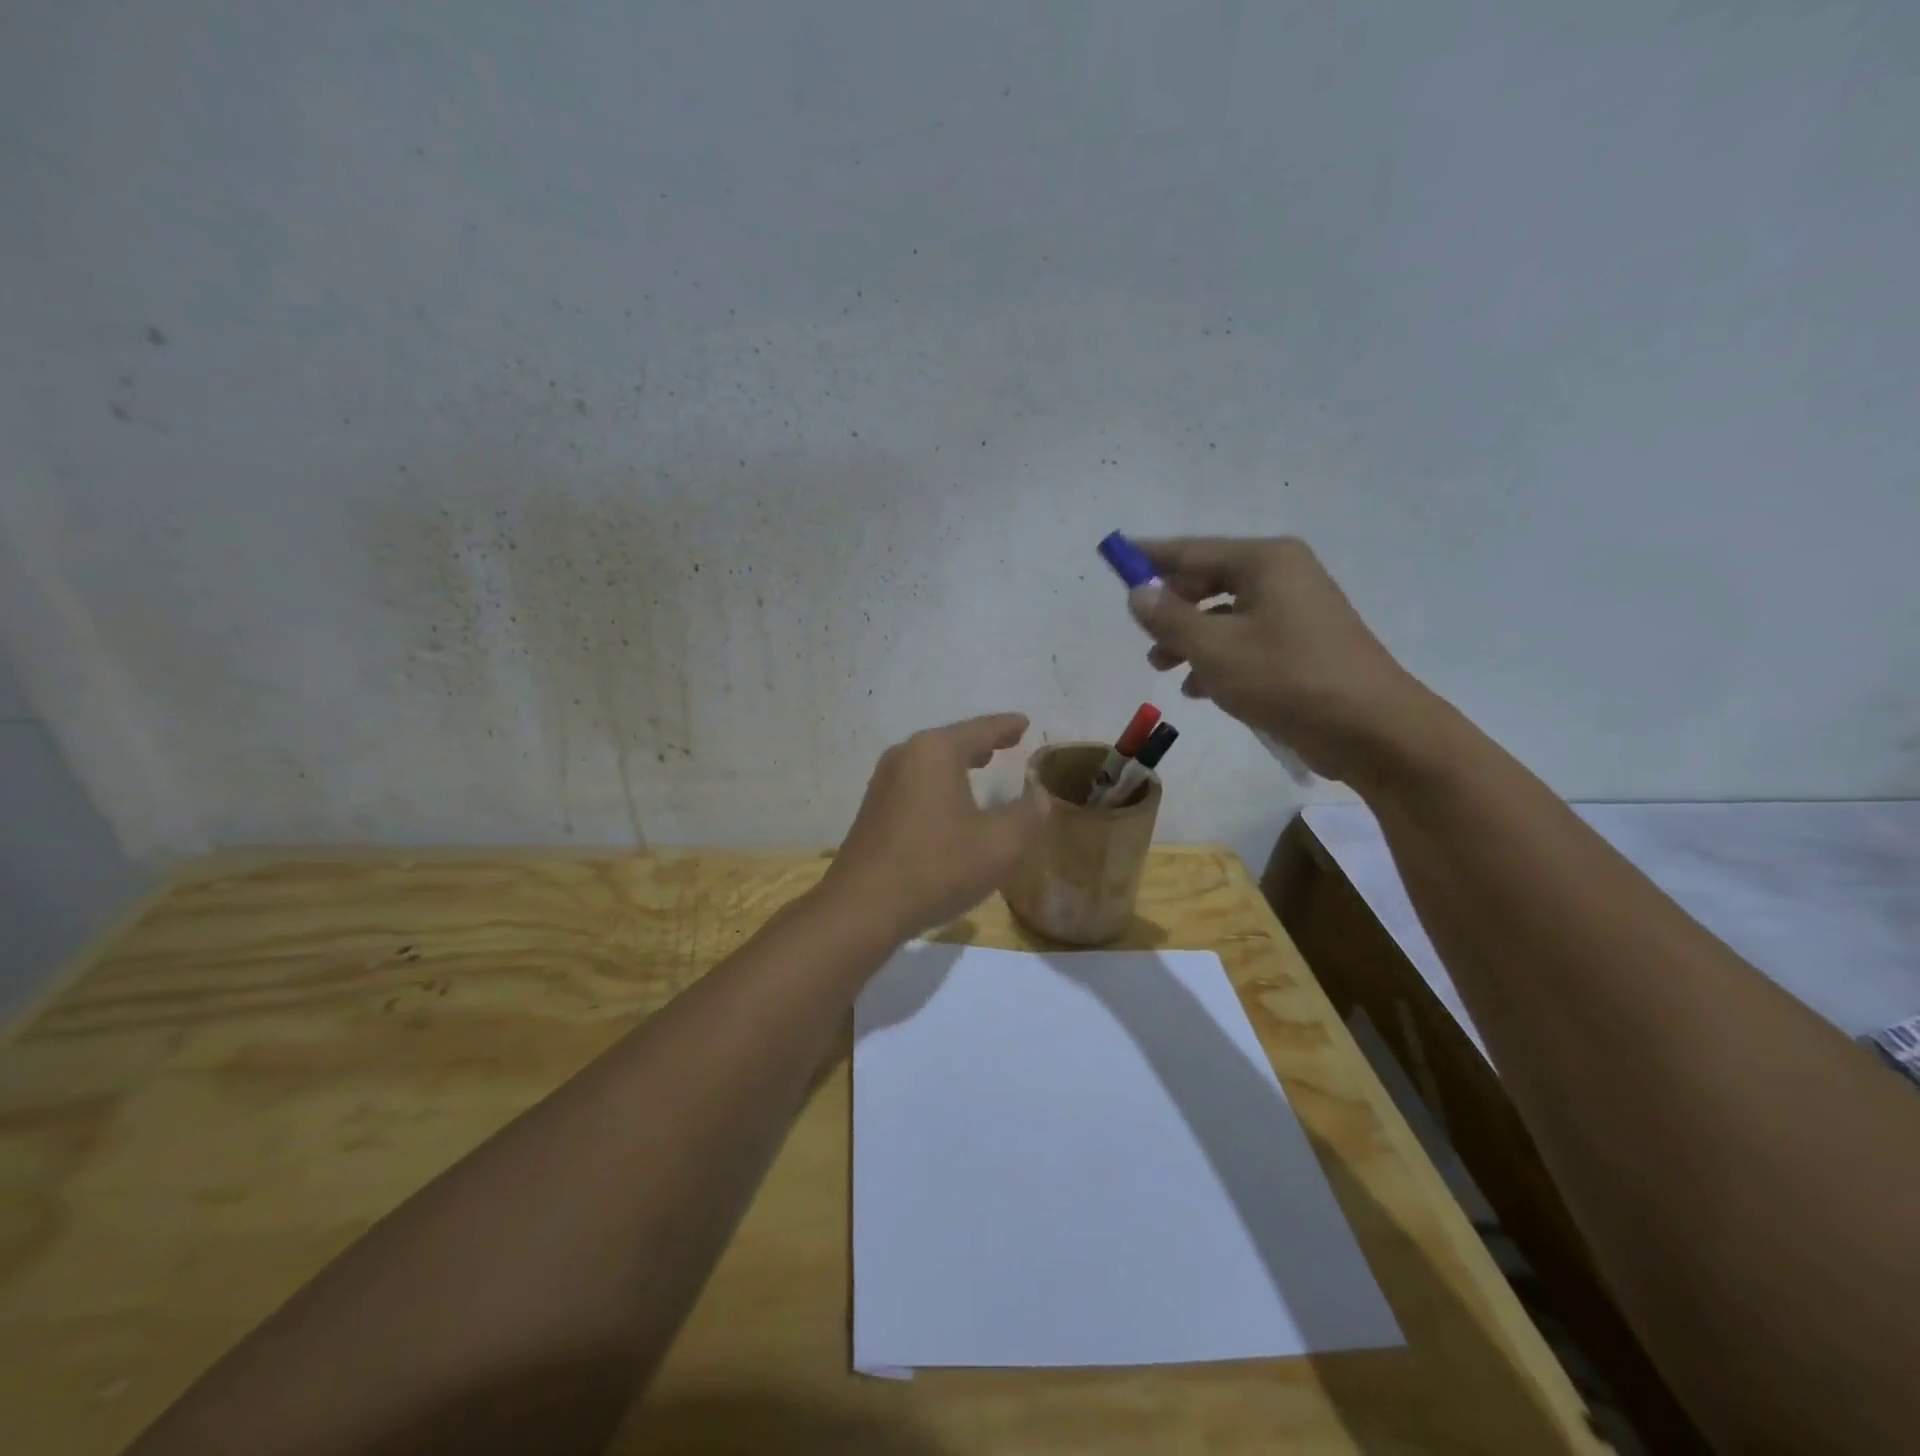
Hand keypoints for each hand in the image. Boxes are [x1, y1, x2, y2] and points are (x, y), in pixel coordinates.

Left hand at [822, 714, 1046, 939]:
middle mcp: (905, 756)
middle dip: (982, 741)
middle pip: (951, 741)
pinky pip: (916, 782)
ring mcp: (883, 782)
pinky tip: (949, 801)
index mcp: (935, 752)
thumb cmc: (936, 868)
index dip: (1006, 726)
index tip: (1024, 722)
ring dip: (958, 762)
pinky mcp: (873, 809)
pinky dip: (939, 782)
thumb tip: (1039, 794)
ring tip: (982, 764)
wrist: (862, 908)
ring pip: (930, 762)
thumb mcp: (1000, 845)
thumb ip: (1028, 814)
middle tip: (1008, 741)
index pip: (980, 729)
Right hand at [1128, 537, 1432, 784]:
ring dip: (1191, 638)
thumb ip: (1170, 618)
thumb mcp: (1214, 649)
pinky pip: (1248, 639)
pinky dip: (1220, 657)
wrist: (1372, 729)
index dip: (1150, 557)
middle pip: (1210, 581)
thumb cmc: (1287, 679)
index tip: (1115, 557)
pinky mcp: (1306, 644)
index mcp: (1266, 561)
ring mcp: (1299, 610)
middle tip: (1143, 634)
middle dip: (1172, 608)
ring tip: (1163, 668)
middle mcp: (1284, 575)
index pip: (1192, 551)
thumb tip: (1138, 592)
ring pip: (1227, 615)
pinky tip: (1200, 689)